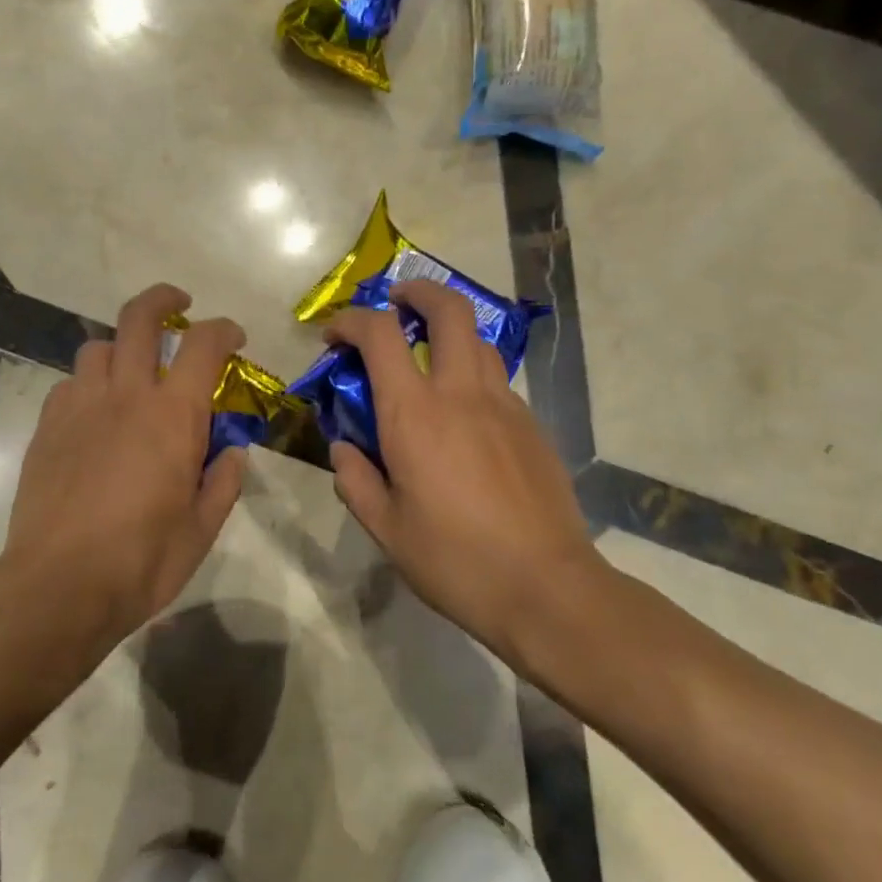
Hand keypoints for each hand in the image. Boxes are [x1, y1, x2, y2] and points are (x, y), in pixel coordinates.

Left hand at [0, 283, 247, 643]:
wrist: (58, 585)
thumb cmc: (141, 561)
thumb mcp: (201, 530)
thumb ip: (222, 482)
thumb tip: (232, 452)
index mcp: (172, 416)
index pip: (203, 345)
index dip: (224, 330)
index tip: (234, 338)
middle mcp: (125, 396)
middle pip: (139, 318)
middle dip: (162, 299)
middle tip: (178, 304)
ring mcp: (79, 407)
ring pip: (98, 348)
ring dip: (121, 348)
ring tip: (132, 373)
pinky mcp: (47, 427)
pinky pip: (70, 385)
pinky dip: (89, 386)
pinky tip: (95, 415)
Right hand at [324, 279, 607, 665]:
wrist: (547, 589)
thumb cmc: (455, 561)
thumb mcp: (386, 529)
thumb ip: (355, 480)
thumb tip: (344, 448)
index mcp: (414, 414)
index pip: (380, 335)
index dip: (350, 321)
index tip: (334, 336)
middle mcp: (461, 394)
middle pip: (448, 310)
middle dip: (417, 292)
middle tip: (396, 302)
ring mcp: (505, 406)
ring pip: (478, 341)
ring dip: (448, 333)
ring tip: (427, 358)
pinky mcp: (532, 426)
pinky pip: (496, 381)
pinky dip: (471, 376)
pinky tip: (462, 418)